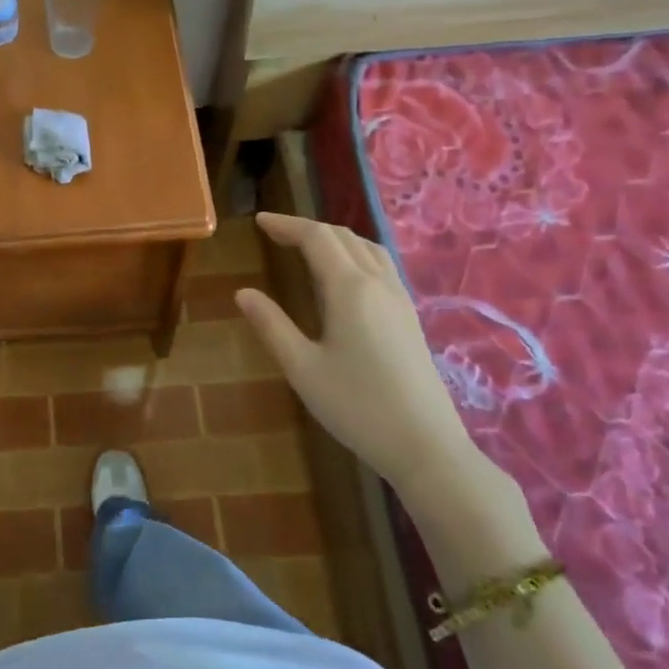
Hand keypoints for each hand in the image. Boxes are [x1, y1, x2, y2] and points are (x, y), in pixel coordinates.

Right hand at [234, 212, 482, 497]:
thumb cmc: (357, 407)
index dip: (286, 225)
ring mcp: (400, 299)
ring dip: (334, 238)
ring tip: (308, 246)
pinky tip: (345, 276)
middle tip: (276, 233)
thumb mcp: (302, 368)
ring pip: (367, 248)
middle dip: (307, 228)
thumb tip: (243, 293)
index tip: (259, 222)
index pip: (316, 238)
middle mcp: (378, 283)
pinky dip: (355, 253)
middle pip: (343, 236)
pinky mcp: (410, 317)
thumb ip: (272, 326)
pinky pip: (381, 265)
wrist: (426, 446)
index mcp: (350, 289)